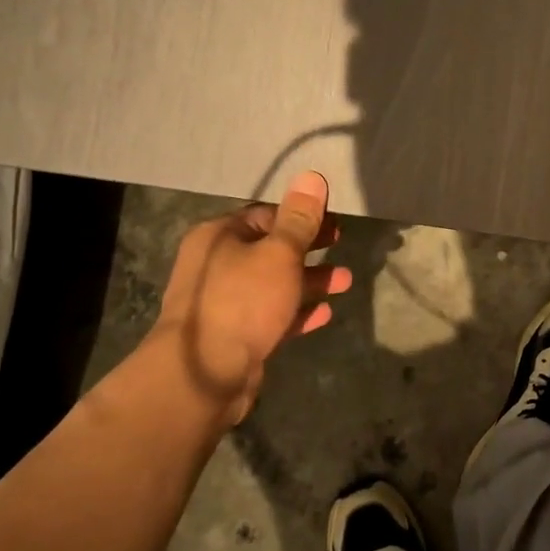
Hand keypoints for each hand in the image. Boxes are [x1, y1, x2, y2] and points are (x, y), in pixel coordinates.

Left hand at [146, 171, 352, 429]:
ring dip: (310, 280)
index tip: (334, 220)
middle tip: (342, 243)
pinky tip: (326, 314)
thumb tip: (312, 176)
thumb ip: (299, 219)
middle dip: (310, 247)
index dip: (301, 215)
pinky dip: (298, 312)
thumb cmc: (243, 301)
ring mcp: (225, 302)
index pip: (265, 214)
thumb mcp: (279, 253)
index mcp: (220, 237)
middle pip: (271, 248)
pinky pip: (272, 315)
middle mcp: (217, 265)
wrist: (203, 374)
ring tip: (346, 282)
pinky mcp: (235, 335)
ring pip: (274, 283)